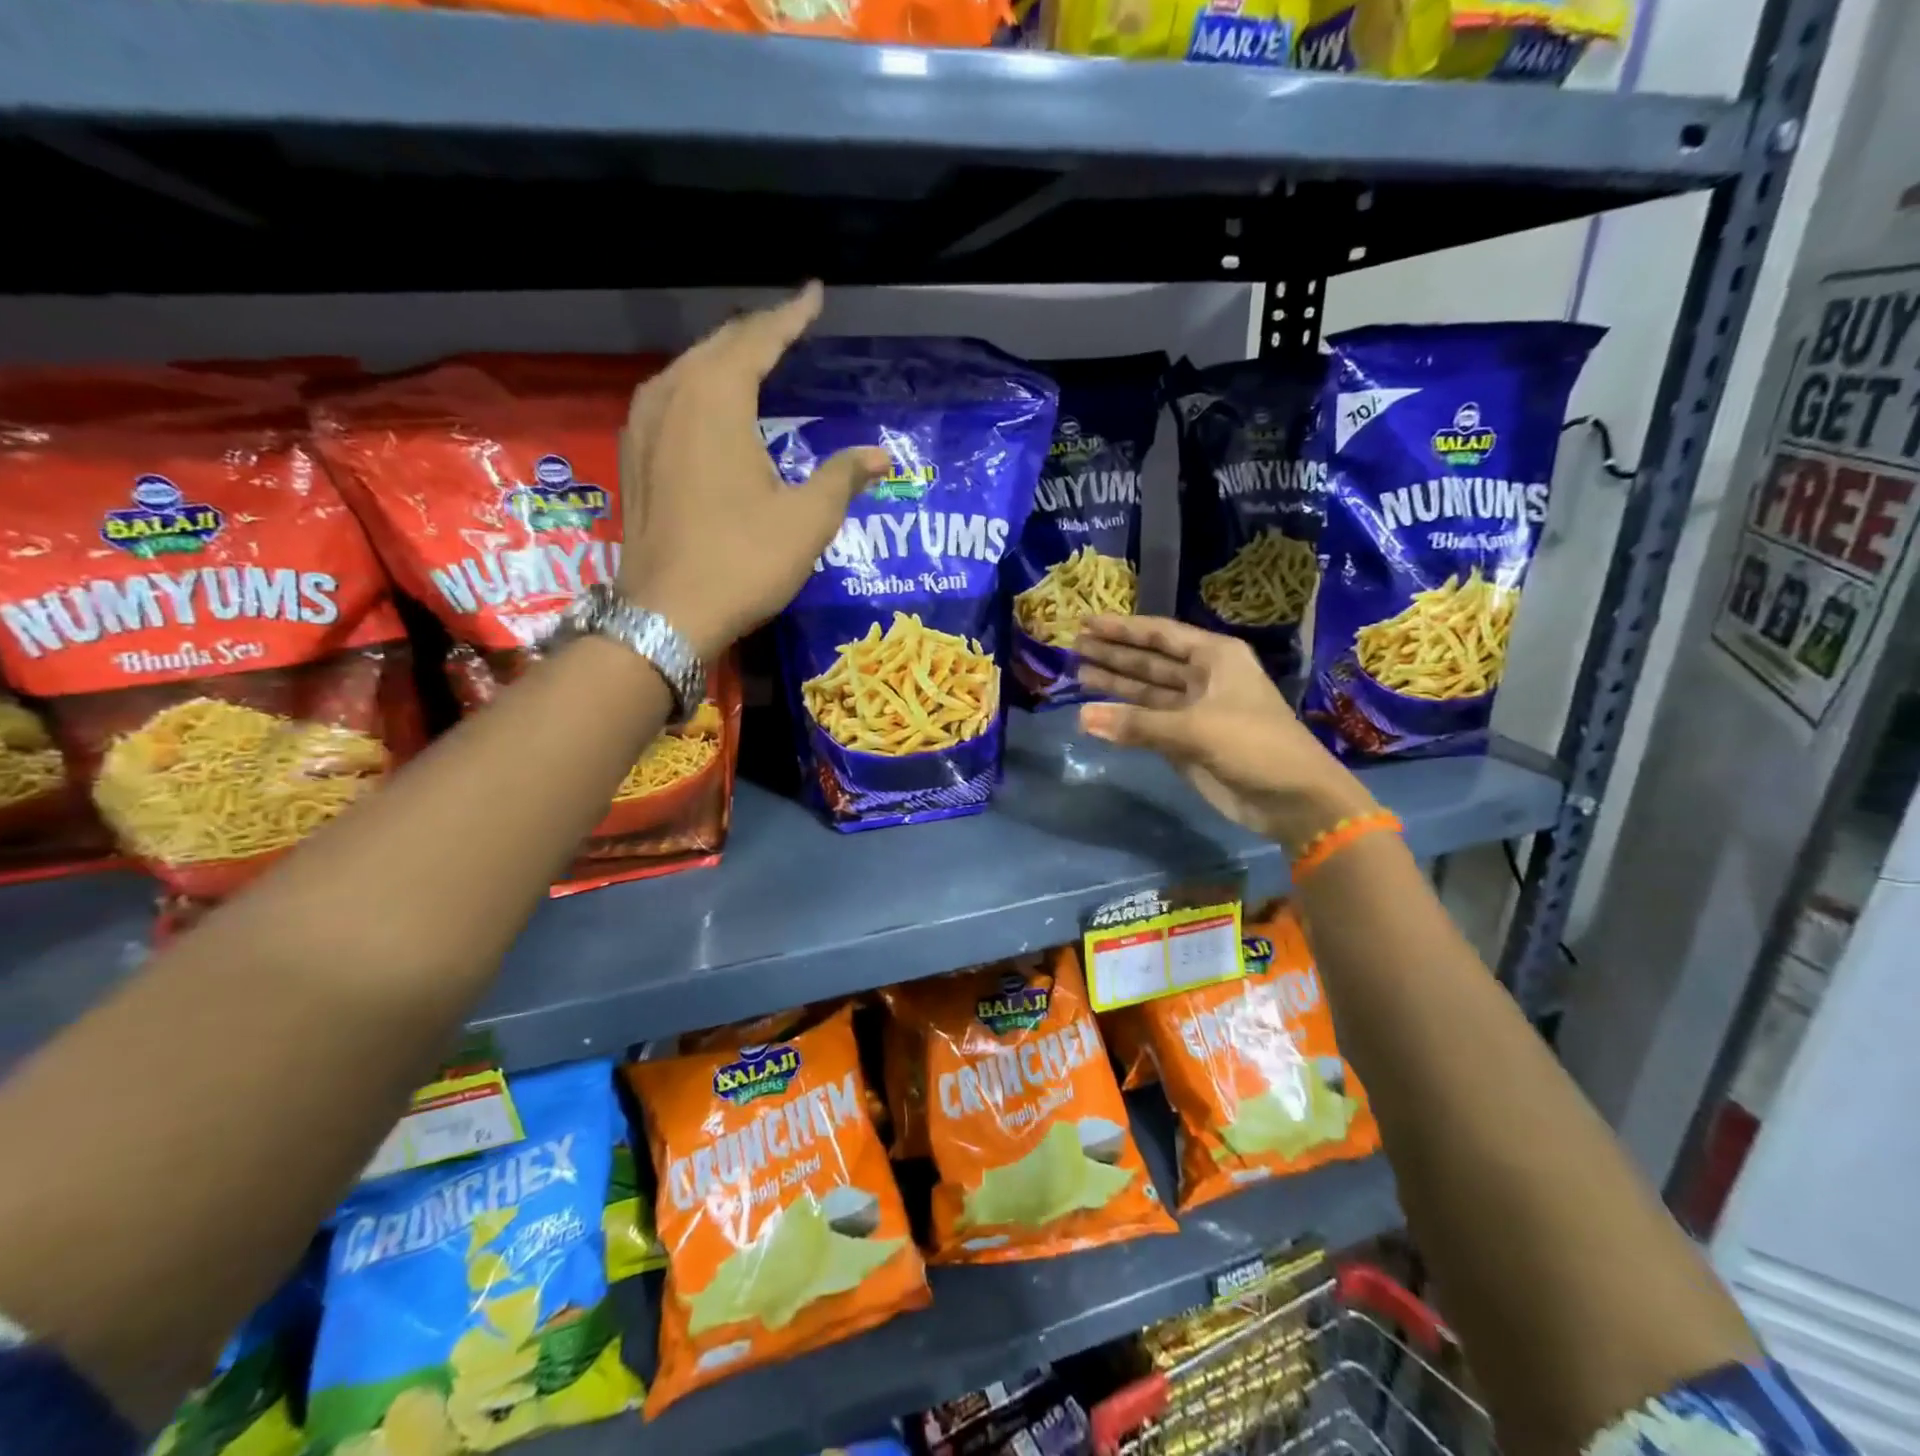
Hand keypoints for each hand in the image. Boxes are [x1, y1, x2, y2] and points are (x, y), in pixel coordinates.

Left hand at [617, 283, 887, 658]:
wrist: (666, 615)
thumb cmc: (742, 561)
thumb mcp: (807, 521)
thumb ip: (843, 477)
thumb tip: (880, 457)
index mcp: (716, 399)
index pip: (758, 339)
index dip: (791, 316)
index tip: (814, 294)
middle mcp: (672, 397)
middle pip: (718, 346)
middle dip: (757, 333)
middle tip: (791, 327)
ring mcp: (643, 426)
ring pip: (688, 370)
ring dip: (724, 359)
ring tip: (756, 359)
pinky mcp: (634, 457)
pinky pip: (670, 399)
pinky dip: (699, 389)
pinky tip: (712, 406)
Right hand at [1073, 615, 1377, 852]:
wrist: (1292, 799)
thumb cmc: (1254, 746)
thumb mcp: (1196, 729)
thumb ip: (1137, 724)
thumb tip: (1082, 717)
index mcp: (1215, 658)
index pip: (1160, 635)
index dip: (1123, 629)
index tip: (1087, 623)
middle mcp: (1203, 677)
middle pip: (1149, 660)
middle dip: (1113, 654)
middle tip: (1073, 647)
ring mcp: (1193, 710)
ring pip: (1145, 691)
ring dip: (1115, 684)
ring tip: (1077, 674)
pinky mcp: (1186, 740)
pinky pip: (1146, 722)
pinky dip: (1123, 719)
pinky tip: (1095, 713)